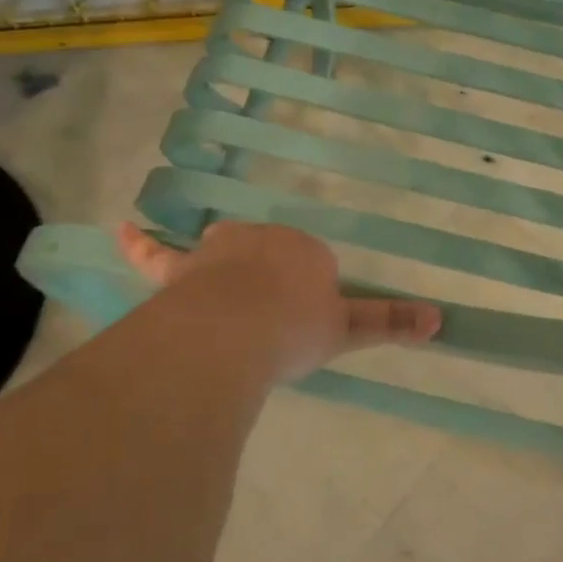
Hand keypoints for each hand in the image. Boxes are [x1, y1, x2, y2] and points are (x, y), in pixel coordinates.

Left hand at [118, 221, 440, 383]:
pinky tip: (121, 229)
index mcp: (305, 250)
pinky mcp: (180, 270)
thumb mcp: (347, 329)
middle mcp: (263, 239)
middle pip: (270, 254)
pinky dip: (140, 244)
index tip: (304, 328)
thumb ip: (390, 322)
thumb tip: (441, 320)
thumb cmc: (295, 329)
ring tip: (232, 303)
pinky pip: (156, 254)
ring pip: (224, 250)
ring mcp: (218, 250)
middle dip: (271, 282)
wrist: (234, 332)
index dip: (309, 298)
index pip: (313, 265)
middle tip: (272, 325)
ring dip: (228, 268)